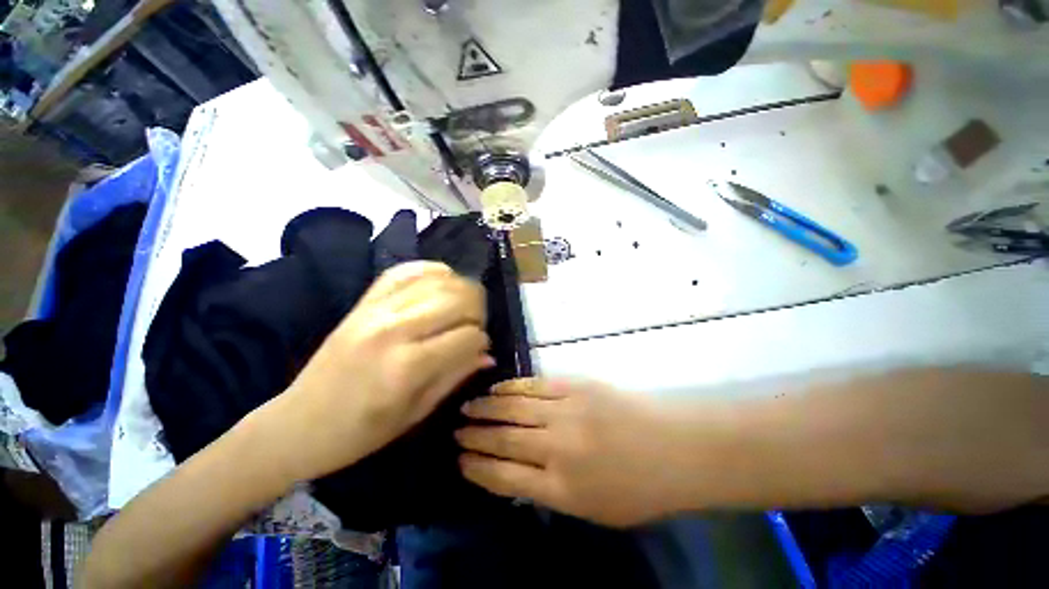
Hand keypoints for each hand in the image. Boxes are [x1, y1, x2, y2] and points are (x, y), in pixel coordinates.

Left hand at [272, 261, 491, 482]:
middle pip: (459, 298)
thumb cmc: (360, 432)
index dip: (482, 341)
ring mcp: (376, 309)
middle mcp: (395, 329)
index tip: (479, 349)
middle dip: (478, 310)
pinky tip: (442, 283)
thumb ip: (456, 376)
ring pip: (438, 280)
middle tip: (475, 325)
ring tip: (462, 306)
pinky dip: (431, 271)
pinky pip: (405, 271)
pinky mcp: (363, 301)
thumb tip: (487, 353)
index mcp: (409, 366)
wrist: (298, 424)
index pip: (469, 335)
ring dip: (461, 289)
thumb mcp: (417, 414)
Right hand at [456, 379, 684, 526]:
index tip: (459, 459)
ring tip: (468, 407)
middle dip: (475, 435)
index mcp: (561, 488)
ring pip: (514, 408)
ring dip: (487, 408)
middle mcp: (557, 448)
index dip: (476, 467)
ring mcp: (565, 412)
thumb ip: (551, 492)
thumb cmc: (638, 489)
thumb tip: (514, 473)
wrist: (674, 447)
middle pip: (503, 439)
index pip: (503, 476)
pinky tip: (498, 389)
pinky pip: (534, 386)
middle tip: (455, 430)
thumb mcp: (592, 510)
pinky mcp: (575, 386)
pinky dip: (512, 388)